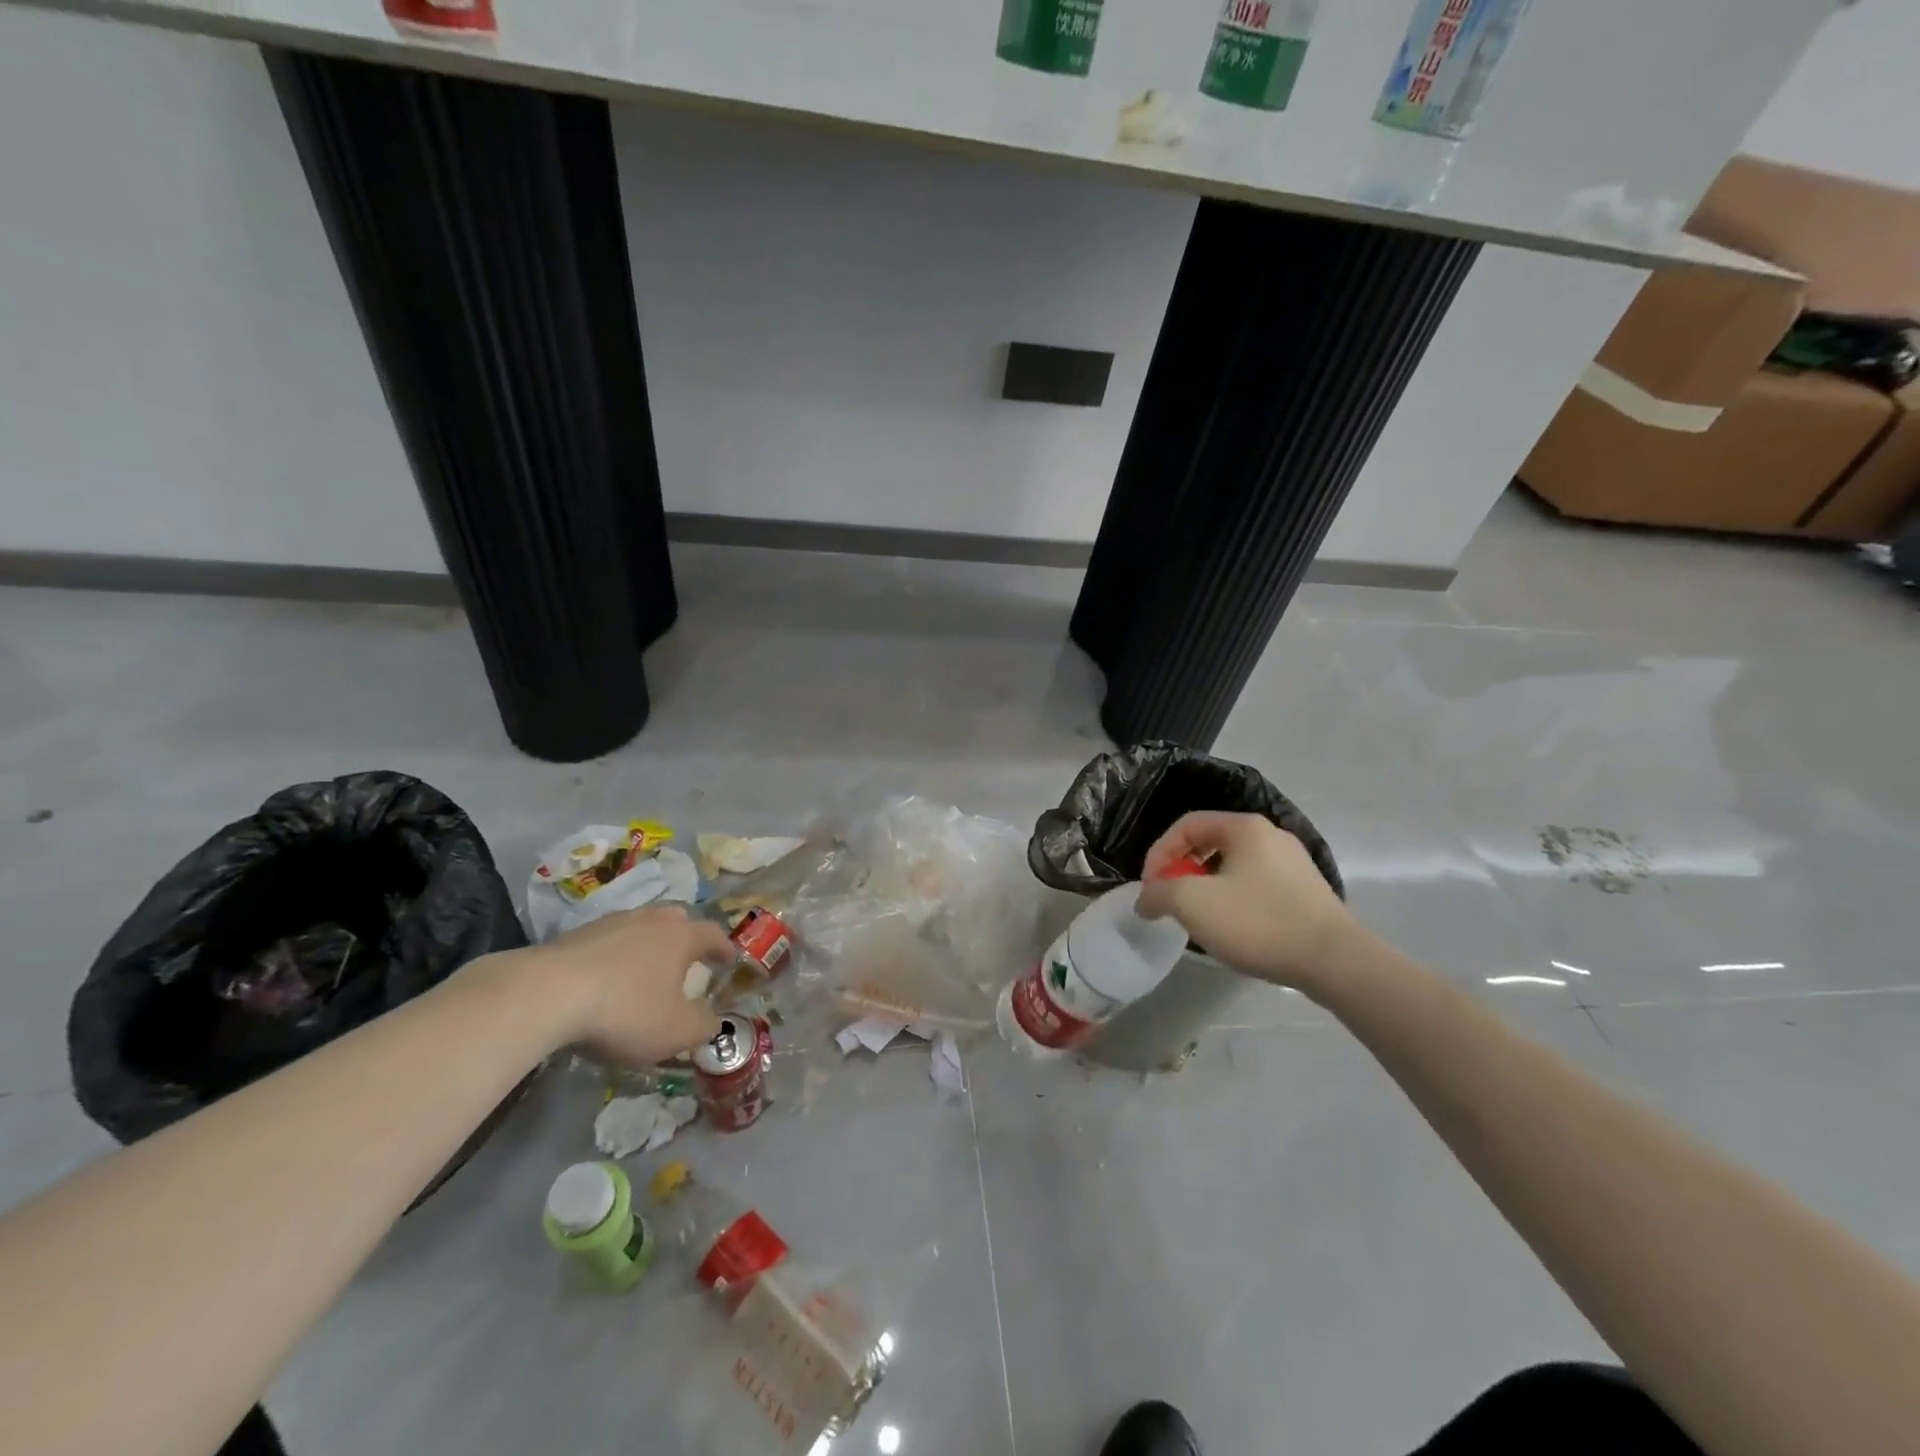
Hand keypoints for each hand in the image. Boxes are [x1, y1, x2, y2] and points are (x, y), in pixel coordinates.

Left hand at [524, 905, 734, 1066]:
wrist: (546, 995)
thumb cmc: (626, 1010)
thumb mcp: (676, 1030)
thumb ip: (704, 1026)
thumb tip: (714, 1021)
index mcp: (681, 936)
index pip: (713, 934)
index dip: (724, 949)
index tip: (730, 960)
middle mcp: (650, 920)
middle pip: (675, 922)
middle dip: (685, 940)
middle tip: (686, 962)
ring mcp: (610, 924)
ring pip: (639, 929)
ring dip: (646, 948)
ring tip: (644, 972)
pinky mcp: (573, 937)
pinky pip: (606, 944)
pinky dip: (613, 959)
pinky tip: (604, 982)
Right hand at [1137, 811, 1353, 988]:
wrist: (1335, 961)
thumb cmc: (1258, 922)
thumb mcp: (1192, 904)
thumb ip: (1158, 893)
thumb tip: (1146, 899)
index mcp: (1244, 827)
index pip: (1186, 825)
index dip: (1159, 853)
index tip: (1150, 887)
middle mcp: (1271, 835)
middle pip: (1210, 843)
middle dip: (1182, 871)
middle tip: (1170, 901)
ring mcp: (1294, 863)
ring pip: (1234, 866)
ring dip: (1207, 887)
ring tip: (1198, 918)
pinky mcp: (1307, 891)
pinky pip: (1257, 885)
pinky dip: (1234, 900)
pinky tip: (1234, 929)